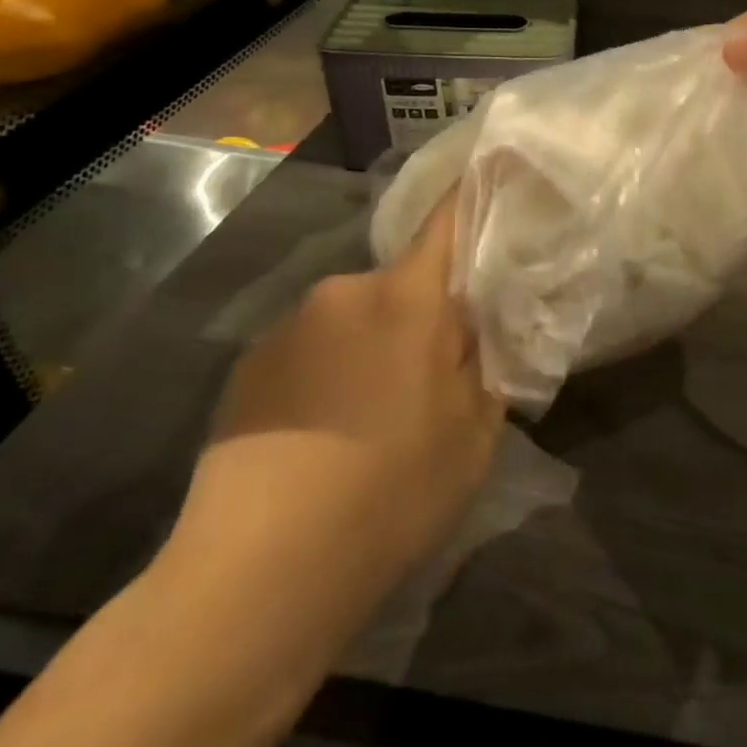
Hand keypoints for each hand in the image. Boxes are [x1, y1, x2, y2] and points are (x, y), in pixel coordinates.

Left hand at [168, 194, 502, 630]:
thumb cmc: (391, 492)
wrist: (255, 575)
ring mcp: (289, 326)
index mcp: (409, 298)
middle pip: (403, 281)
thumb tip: (479, 327)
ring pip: (355, 317)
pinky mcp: (248, 365)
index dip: (476, 190)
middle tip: (434, 375)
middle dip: (424, 312)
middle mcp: (345, 291)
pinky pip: (311, 348)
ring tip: (372, 417)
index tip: (498, 170)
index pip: (449, 217)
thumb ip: (485, 364)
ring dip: (373, 346)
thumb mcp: (474, 434)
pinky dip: (329, 371)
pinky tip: (322, 435)